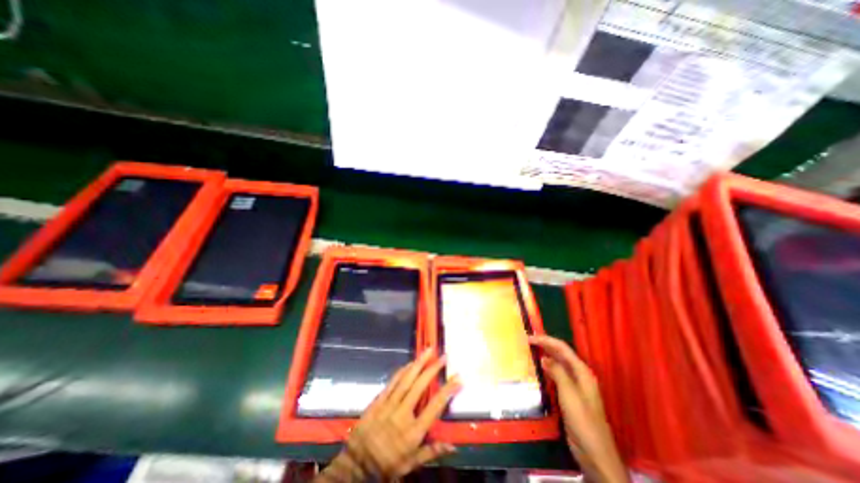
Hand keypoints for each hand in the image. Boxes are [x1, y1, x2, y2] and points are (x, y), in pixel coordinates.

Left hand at [317, 349, 463, 480]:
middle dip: (433, 369)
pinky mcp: (378, 400)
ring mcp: (389, 404)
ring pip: (406, 379)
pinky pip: (392, 382)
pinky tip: (410, 363)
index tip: (458, 378)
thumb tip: (453, 446)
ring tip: (428, 350)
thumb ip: (432, 452)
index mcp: (414, 431)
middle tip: (443, 356)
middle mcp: (403, 413)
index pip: (435, 406)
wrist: (357, 467)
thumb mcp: (411, 465)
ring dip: (418, 363)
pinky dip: (402, 371)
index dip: (447, 390)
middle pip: (420, 386)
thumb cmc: (387, 466)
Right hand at [529, 335, 629, 481]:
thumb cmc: (583, 422)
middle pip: (560, 354)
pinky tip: (537, 370)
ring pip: (558, 364)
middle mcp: (579, 375)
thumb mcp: (569, 395)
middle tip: (526, 341)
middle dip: (545, 345)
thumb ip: (558, 373)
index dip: (546, 340)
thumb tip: (544, 357)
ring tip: (529, 351)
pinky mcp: (569, 396)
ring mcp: (574, 386)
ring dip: (545, 355)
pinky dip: (546, 369)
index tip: (529, 337)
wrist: (595, 454)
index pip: (562, 348)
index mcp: (582, 372)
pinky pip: (556, 375)